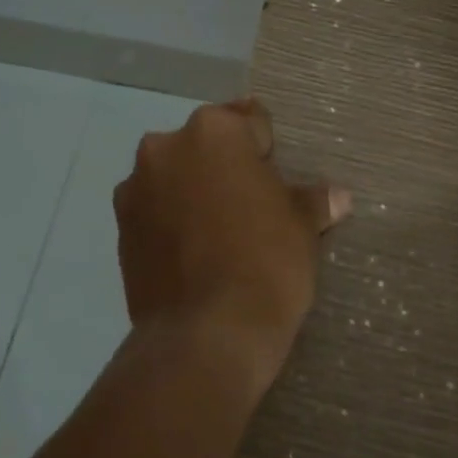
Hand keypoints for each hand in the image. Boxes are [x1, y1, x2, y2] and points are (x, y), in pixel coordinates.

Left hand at [113, 99, 349, 395]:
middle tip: (251, 206)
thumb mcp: (302, 227)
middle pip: (206, 145)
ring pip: (176, 176)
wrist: (206, 336)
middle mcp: (166, 147)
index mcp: (215, 131)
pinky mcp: (120, 229)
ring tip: (218, 233)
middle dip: (225, 167)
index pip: (249, 120)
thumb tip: (337, 196)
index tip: (275, 175)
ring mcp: (136, 188)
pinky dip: (171, 221)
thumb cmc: (266, 263)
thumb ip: (313, 201)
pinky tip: (194, 253)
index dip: (266, 149)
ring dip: (194, 191)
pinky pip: (155, 210)